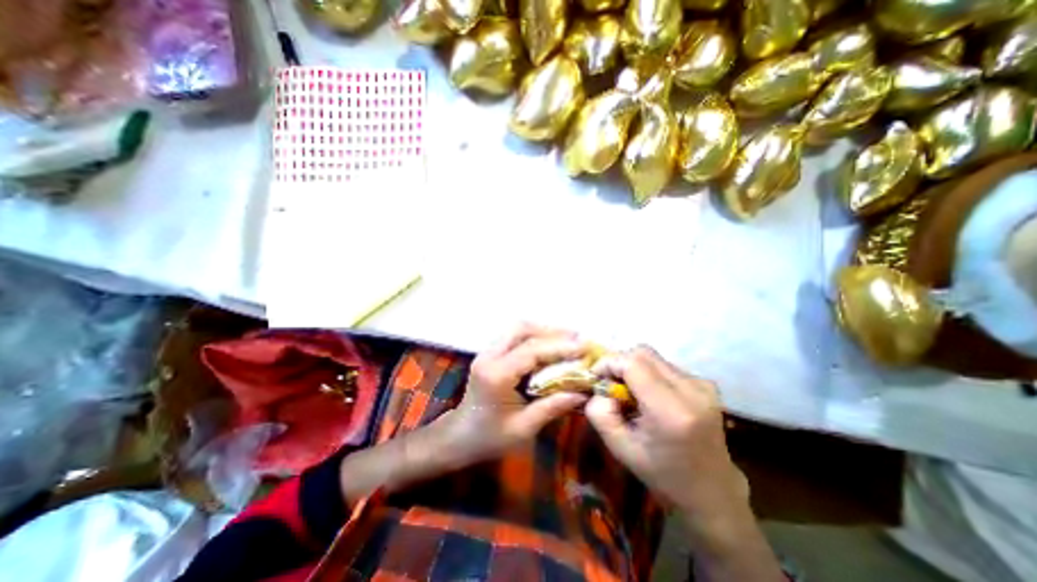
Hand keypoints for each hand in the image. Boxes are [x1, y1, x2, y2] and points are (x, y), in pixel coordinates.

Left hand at [440, 325, 595, 465]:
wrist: (460, 435)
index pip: (531, 351)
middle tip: (576, 339)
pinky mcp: (490, 353)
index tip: (583, 347)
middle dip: (551, 331)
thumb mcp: (523, 428)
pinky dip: (534, 337)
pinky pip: (514, 336)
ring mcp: (487, 352)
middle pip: (521, 329)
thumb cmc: (490, 438)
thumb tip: (582, 392)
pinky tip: (549, 346)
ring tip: (567, 340)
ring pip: (517, 329)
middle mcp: (489, 356)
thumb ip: (552, 407)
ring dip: (543, 331)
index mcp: (496, 375)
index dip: (559, 346)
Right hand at [583, 345, 745, 512]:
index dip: (609, 363)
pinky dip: (649, 374)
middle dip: (619, 363)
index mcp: (671, 410)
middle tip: (611, 385)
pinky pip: (665, 366)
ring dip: (634, 369)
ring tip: (632, 394)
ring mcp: (702, 384)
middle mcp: (691, 390)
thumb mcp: (620, 448)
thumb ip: (600, 413)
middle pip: (643, 353)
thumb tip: (598, 387)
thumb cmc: (662, 473)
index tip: (597, 377)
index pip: (633, 362)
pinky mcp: (706, 383)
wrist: (711, 490)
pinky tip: (651, 397)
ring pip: (653, 357)